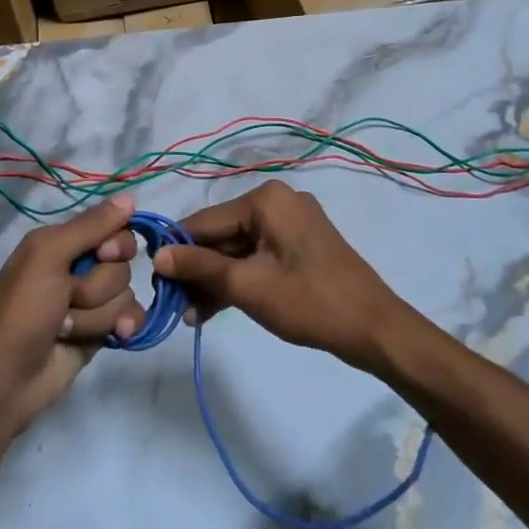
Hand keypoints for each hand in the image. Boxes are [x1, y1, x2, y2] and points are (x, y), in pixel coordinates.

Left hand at [0, 196, 145, 433]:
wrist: (9, 378)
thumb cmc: (23, 310)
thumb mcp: (49, 256)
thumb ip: (90, 226)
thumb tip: (131, 197)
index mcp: (62, 242)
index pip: (114, 228)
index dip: (115, 244)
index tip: (101, 255)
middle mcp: (78, 267)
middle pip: (122, 264)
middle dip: (99, 286)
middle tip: (69, 299)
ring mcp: (91, 301)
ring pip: (126, 293)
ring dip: (98, 314)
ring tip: (68, 328)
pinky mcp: (101, 330)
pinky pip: (132, 316)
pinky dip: (124, 326)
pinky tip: (115, 337)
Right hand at [152, 181, 408, 371]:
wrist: (375, 329)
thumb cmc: (309, 301)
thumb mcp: (247, 285)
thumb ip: (199, 267)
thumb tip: (157, 256)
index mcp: (266, 199)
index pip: (205, 221)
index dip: (177, 251)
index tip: (153, 280)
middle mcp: (278, 202)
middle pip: (221, 235)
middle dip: (198, 272)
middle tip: (175, 306)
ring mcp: (292, 224)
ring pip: (238, 249)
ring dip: (216, 281)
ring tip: (192, 316)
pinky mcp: (300, 246)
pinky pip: (258, 257)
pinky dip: (239, 280)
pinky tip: (215, 308)